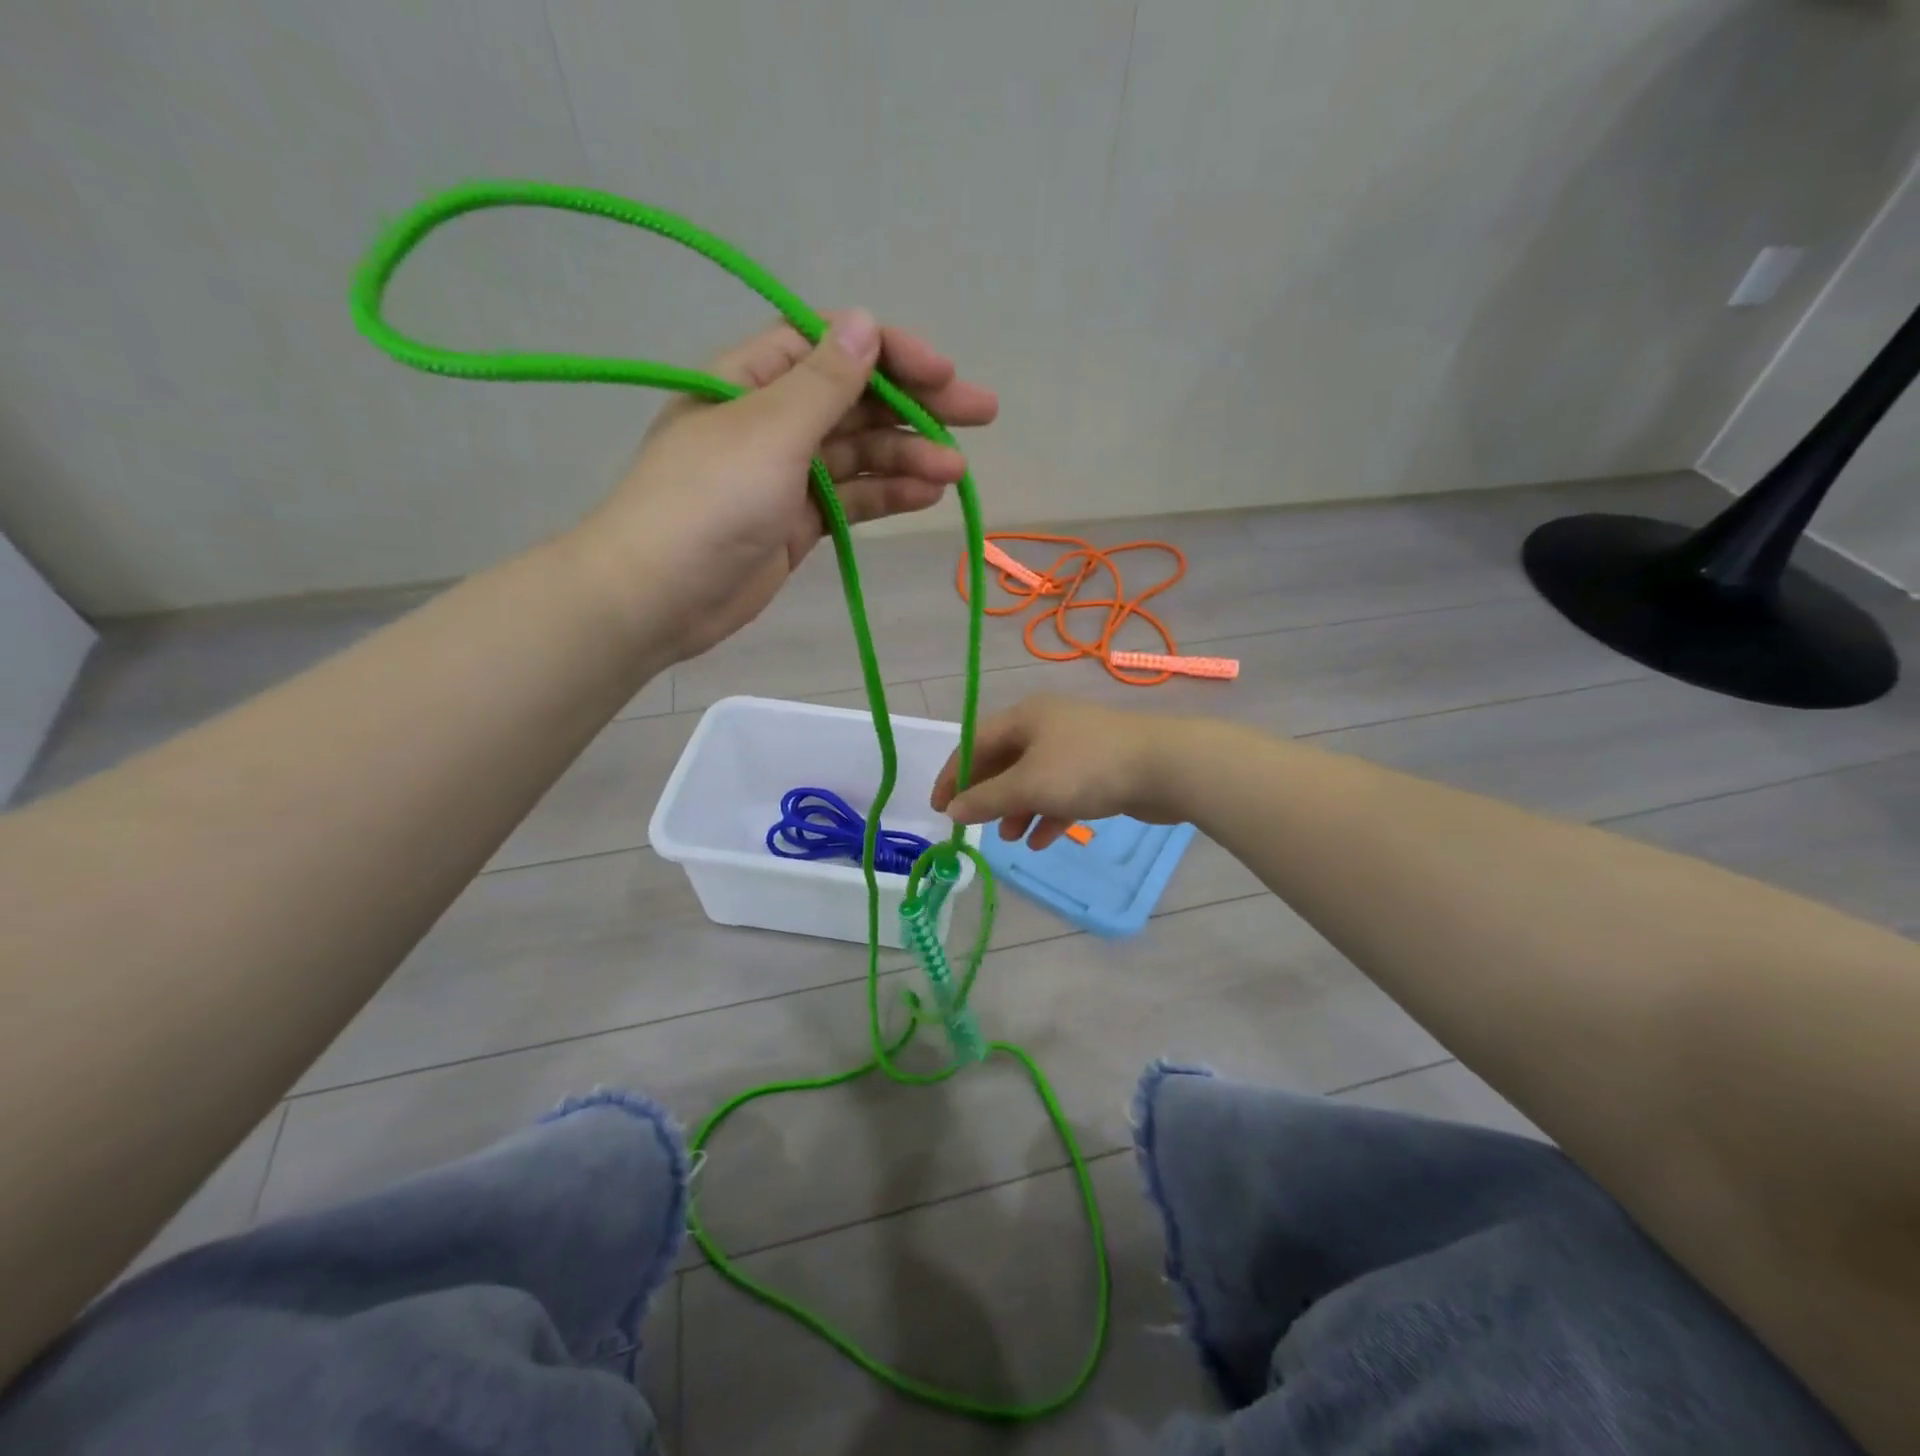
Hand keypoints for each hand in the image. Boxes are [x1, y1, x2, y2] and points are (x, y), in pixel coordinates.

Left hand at [573, 308, 997, 662]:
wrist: (659, 597)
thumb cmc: (707, 502)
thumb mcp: (769, 432)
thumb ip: (823, 383)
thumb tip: (865, 321)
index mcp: (752, 379)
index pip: (831, 346)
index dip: (890, 352)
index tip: (942, 373)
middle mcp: (772, 420)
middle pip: (855, 400)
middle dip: (916, 406)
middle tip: (982, 413)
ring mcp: (786, 475)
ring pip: (859, 454)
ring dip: (908, 458)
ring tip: (957, 472)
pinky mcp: (798, 523)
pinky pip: (851, 498)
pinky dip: (887, 495)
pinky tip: (928, 495)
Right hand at [931, 695, 1194, 849]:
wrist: (1165, 767)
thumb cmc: (1087, 769)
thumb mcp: (1029, 785)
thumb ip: (987, 799)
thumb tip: (952, 810)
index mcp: (1025, 717)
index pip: (975, 742)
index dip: (953, 775)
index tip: (939, 808)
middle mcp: (1047, 726)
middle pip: (1003, 761)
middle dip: (988, 795)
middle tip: (973, 824)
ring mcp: (1074, 747)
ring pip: (1033, 779)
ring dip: (1017, 809)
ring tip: (1010, 838)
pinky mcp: (1098, 770)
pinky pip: (1061, 792)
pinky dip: (1048, 814)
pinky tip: (1042, 841)